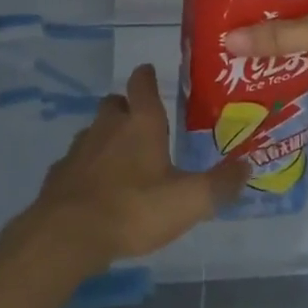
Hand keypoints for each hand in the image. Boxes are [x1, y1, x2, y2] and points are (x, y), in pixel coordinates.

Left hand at [16, 64, 246, 271]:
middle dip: (127, 107)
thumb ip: (220, 184)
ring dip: (108, 137)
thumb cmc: (134, 208)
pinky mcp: (60, 174)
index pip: (142, 83)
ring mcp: (79, 149)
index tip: (150, 73)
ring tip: (123, 158)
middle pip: (114, 103)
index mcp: (141, 123)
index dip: (147, 76)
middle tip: (143, 122)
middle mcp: (107, 126)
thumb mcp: (189, 200)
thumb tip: (247, 166)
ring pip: (94, 131)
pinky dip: (89, 167)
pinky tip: (98, 187)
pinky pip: (77, 161)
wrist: (68, 234)